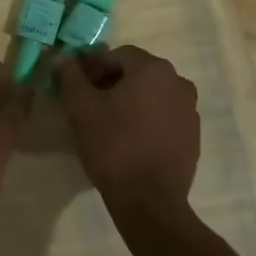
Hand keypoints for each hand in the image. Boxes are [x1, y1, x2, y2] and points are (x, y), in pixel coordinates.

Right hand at [54, 45, 199, 216]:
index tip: (76, 87)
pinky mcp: (193, 136)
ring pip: (152, 95)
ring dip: (130, 101)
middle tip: (89, 104)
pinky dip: (147, 120)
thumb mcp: (80, 108)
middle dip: (112, 83)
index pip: (117, 55)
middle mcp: (178, 82)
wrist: (149, 201)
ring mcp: (190, 110)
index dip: (93, 67)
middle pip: (137, 73)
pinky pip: (165, 116)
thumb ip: (70, 76)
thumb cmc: (113, 146)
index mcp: (153, 69)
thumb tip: (61, 58)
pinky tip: (130, 140)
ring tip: (109, 124)